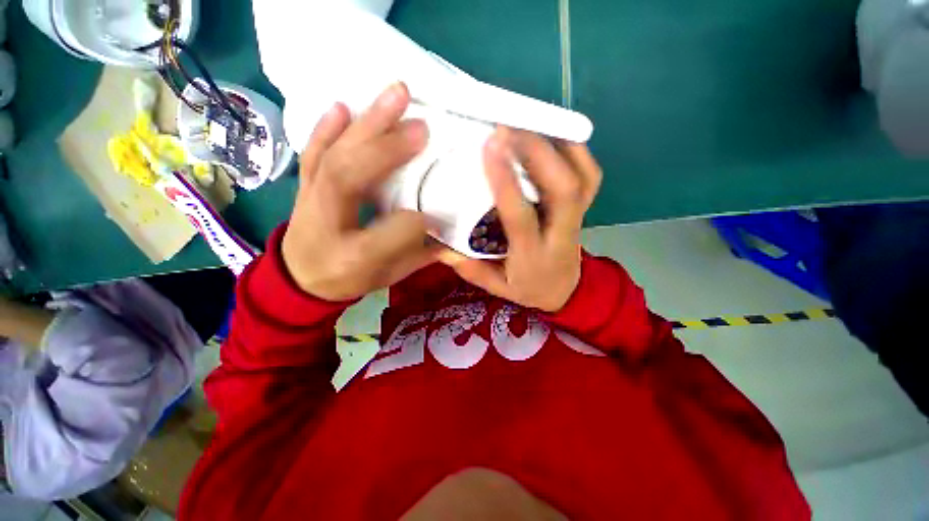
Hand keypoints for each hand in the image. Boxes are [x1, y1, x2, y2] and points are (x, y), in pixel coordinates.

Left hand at [281, 83, 436, 301]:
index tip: (438, 215)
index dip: (416, 221)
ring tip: (394, 95)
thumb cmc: (349, 277)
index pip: (390, 232)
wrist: (301, 278)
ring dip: (366, 123)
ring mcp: (310, 197)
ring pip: (335, 155)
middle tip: (421, 124)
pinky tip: (342, 106)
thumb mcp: (389, 275)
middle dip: (388, 149)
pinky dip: (326, 127)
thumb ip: (417, 254)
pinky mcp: (306, 184)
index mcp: (353, 256)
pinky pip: (314, 152)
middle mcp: (327, 223)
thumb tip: (442, 227)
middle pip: (352, 176)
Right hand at [438, 128, 601, 311]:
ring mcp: (579, 218)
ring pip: (582, 176)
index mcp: (534, 255)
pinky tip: (551, 135)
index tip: (491, 147)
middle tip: (507, 127)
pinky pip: (589, 173)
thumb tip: (438, 247)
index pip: (521, 216)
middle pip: (562, 188)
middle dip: (537, 152)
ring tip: (527, 122)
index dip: (507, 182)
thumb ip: (470, 269)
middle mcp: (561, 234)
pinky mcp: (585, 208)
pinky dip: (575, 149)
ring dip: (558, 144)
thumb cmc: (528, 288)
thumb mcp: (498, 287)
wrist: (566, 291)